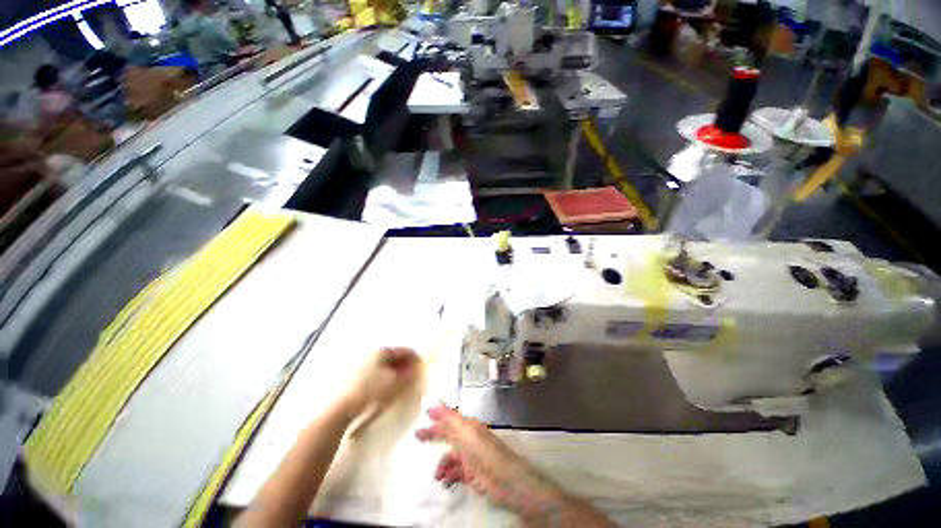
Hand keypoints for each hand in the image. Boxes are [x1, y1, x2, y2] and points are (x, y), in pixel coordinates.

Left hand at [340, 347, 420, 420]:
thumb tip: (416, 369)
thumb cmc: (371, 392)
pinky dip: (382, 376)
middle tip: (411, 377)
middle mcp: (371, 352)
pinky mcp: (352, 375)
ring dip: (393, 371)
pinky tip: (384, 388)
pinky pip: (373, 372)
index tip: (422, 367)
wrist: (341, 409)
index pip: (404, 350)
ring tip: (399, 384)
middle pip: (393, 356)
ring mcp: (360, 363)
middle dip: (404, 365)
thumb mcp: (395, 383)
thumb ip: (409, 375)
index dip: (415, 358)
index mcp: (382, 351)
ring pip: (383, 365)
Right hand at [416, 404, 562, 518]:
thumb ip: (450, 420)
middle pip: (448, 434)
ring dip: (442, 464)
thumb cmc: (485, 454)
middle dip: (433, 435)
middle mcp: (469, 439)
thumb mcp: (466, 434)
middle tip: (416, 436)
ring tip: (437, 475)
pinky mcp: (473, 474)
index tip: (424, 412)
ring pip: (451, 456)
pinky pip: (456, 471)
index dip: (438, 414)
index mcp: (469, 427)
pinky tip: (445, 482)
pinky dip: (449, 475)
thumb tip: (435, 403)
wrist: (507, 482)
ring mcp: (471, 456)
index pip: (450, 418)